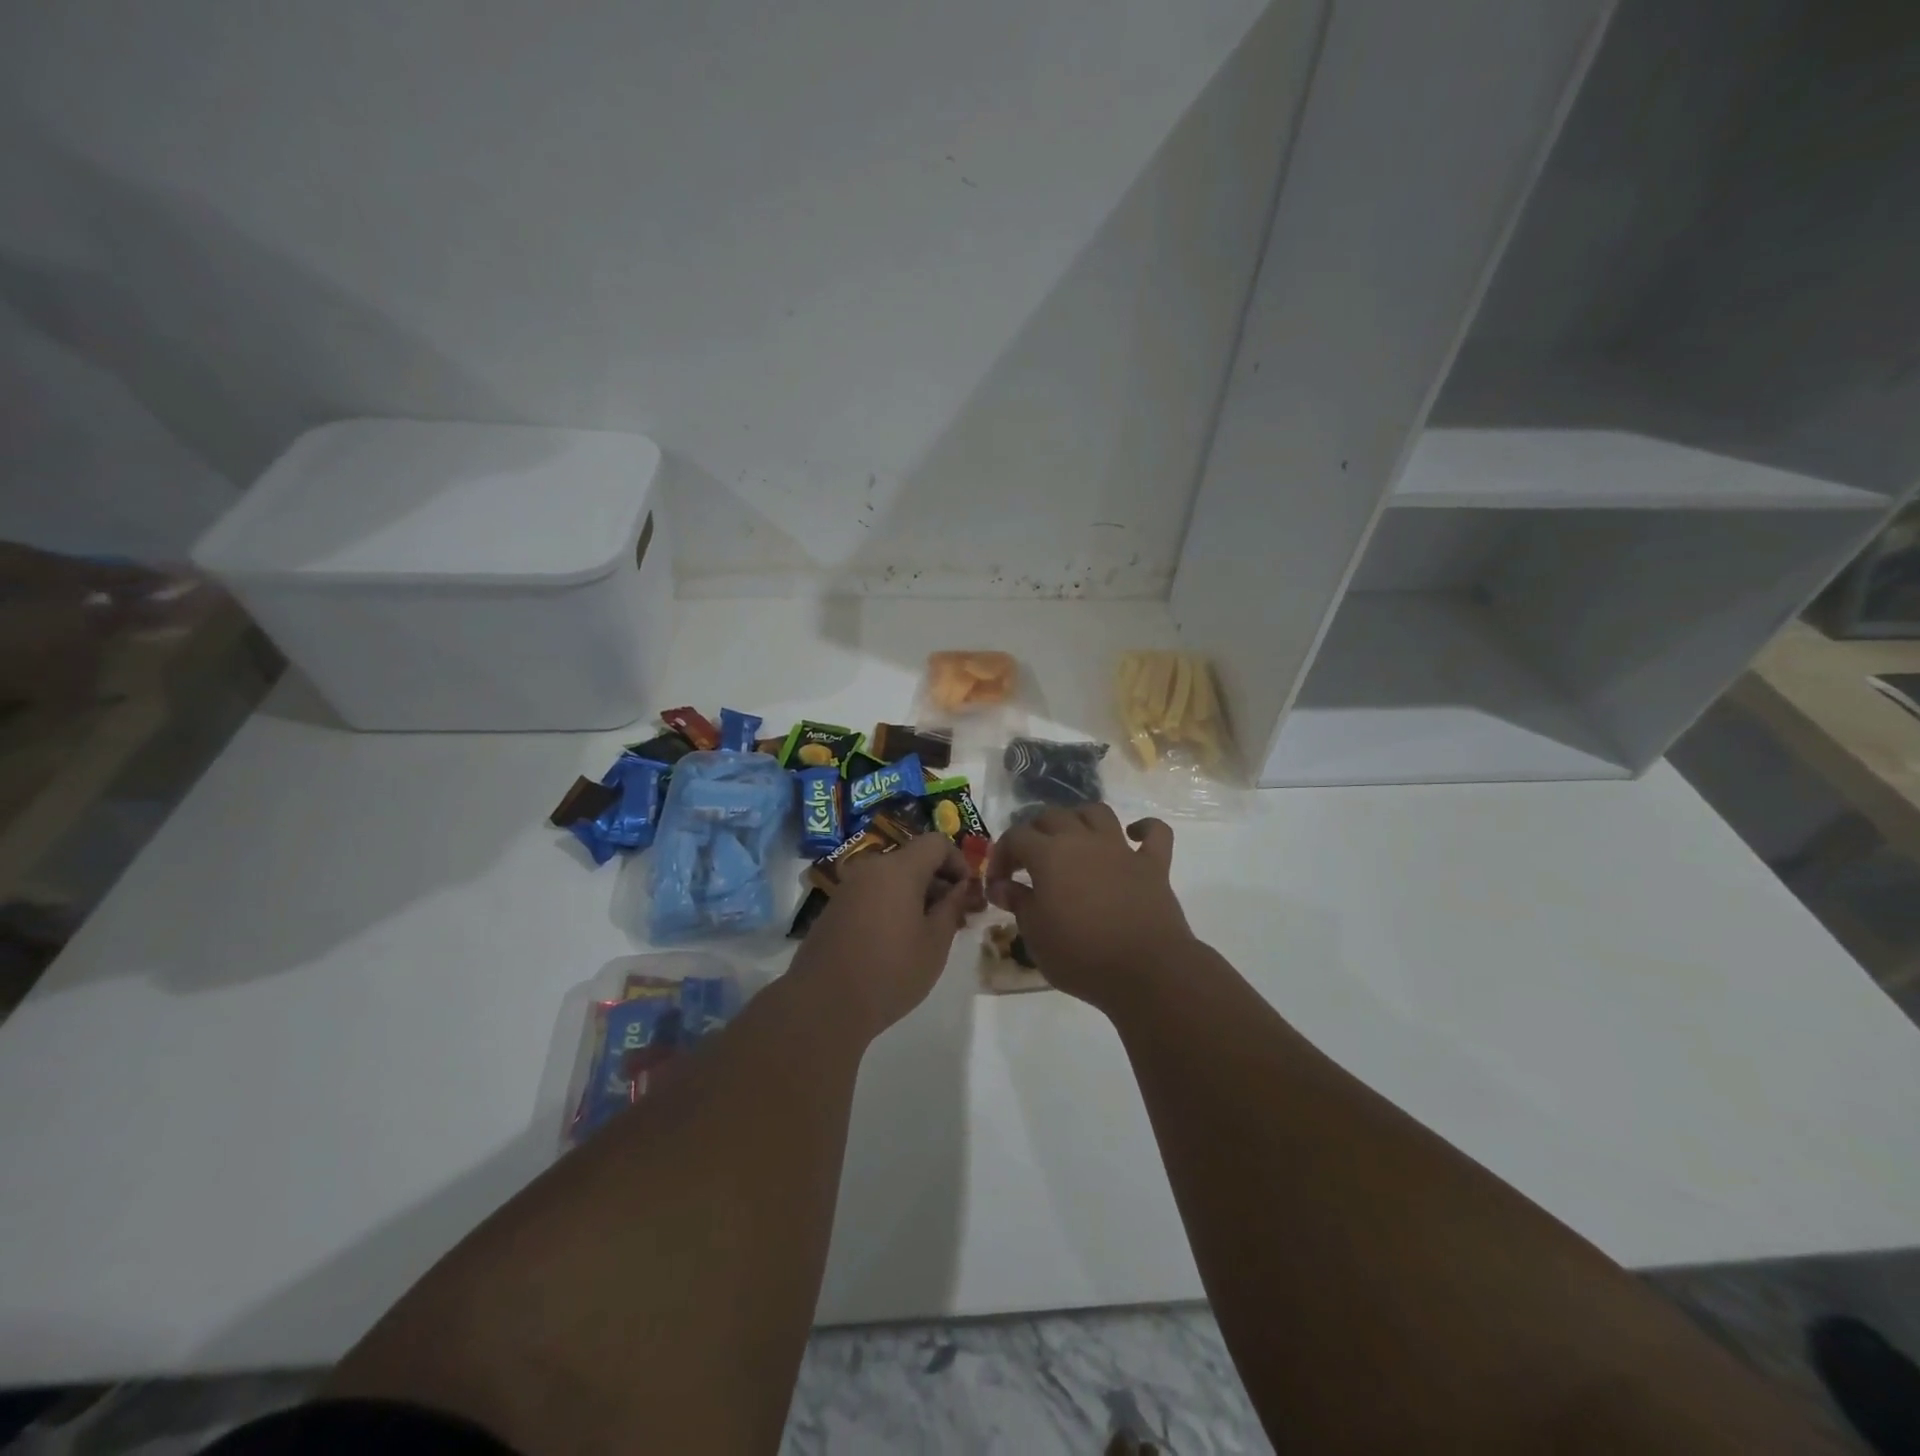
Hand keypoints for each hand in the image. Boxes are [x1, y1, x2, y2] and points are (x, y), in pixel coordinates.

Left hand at [789, 831, 985, 1038]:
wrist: (823, 1004)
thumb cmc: (890, 971)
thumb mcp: (935, 943)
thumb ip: (952, 907)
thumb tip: (959, 888)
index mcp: (899, 869)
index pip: (937, 842)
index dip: (959, 861)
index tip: (968, 893)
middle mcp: (871, 869)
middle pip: (914, 860)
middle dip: (939, 882)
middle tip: (956, 918)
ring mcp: (849, 888)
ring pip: (893, 879)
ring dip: (916, 896)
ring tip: (930, 934)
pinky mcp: (835, 908)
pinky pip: (874, 894)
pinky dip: (893, 905)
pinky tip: (899, 941)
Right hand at [985, 805, 1195, 1010]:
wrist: (1146, 971)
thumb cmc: (1080, 955)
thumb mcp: (1035, 934)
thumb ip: (1018, 902)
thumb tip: (1001, 886)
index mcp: (1049, 854)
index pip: (1015, 837)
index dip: (1001, 855)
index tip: (998, 884)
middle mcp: (1083, 840)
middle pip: (1052, 816)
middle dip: (1034, 832)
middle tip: (1029, 862)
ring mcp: (1121, 849)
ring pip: (1097, 812)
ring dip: (1080, 819)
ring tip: (1073, 840)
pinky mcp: (1154, 864)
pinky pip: (1155, 833)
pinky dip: (1144, 829)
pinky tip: (1133, 837)